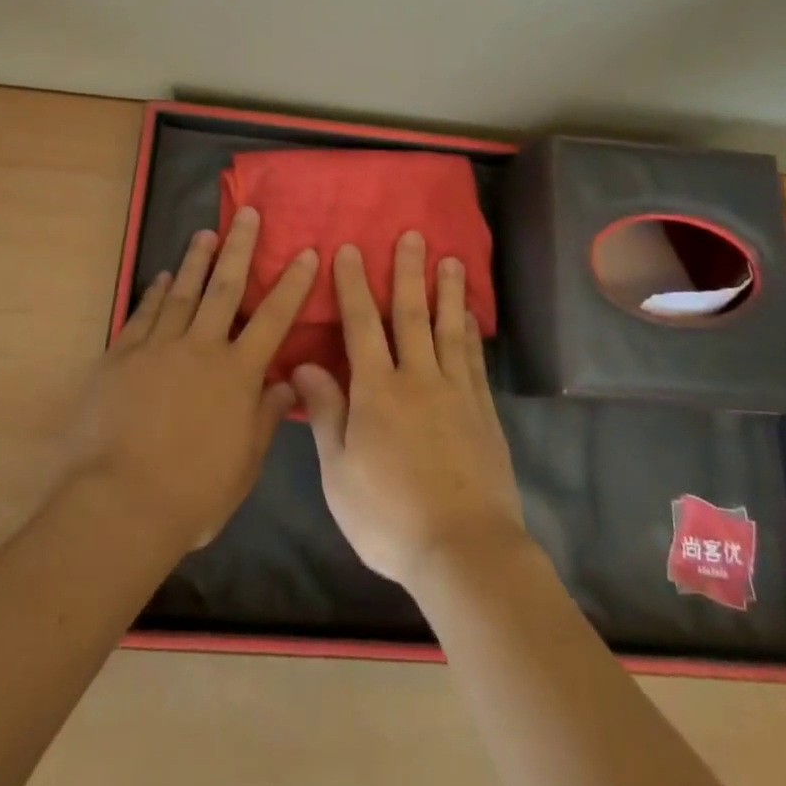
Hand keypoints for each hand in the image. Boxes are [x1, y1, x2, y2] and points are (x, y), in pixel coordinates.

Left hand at [63, 207, 315, 551]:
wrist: (117, 505)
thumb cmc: (191, 495)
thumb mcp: (243, 466)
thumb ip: (264, 418)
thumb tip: (286, 382)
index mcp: (237, 374)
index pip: (274, 318)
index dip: (292, 283)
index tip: (306, 252)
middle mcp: (201, 348)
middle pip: (225, 288)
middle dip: (239, 248)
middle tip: (247, 214)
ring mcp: (157, 348)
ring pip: (182, 292)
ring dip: (196, 261)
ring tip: (205, 233)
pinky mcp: (121, 357)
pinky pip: (142, 315)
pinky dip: (154, 293)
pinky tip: (162, 277)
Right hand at [293, 232, 528, 590]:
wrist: (464, 549)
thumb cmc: (389, 516)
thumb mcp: (339, 472)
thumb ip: (325, 413)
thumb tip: (303, 365)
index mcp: (377, 390)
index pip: (361, 325)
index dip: (354, 286)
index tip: (351, 250)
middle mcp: (418, 378)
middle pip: (410, 315)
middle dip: (407, 273)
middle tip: (412, 236)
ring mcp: (455, 392)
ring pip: (448, 329)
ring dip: (446, 291)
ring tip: (450, 259)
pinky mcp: (483, 411)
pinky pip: (473, 360)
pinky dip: (469, 332)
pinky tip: (469, 315)